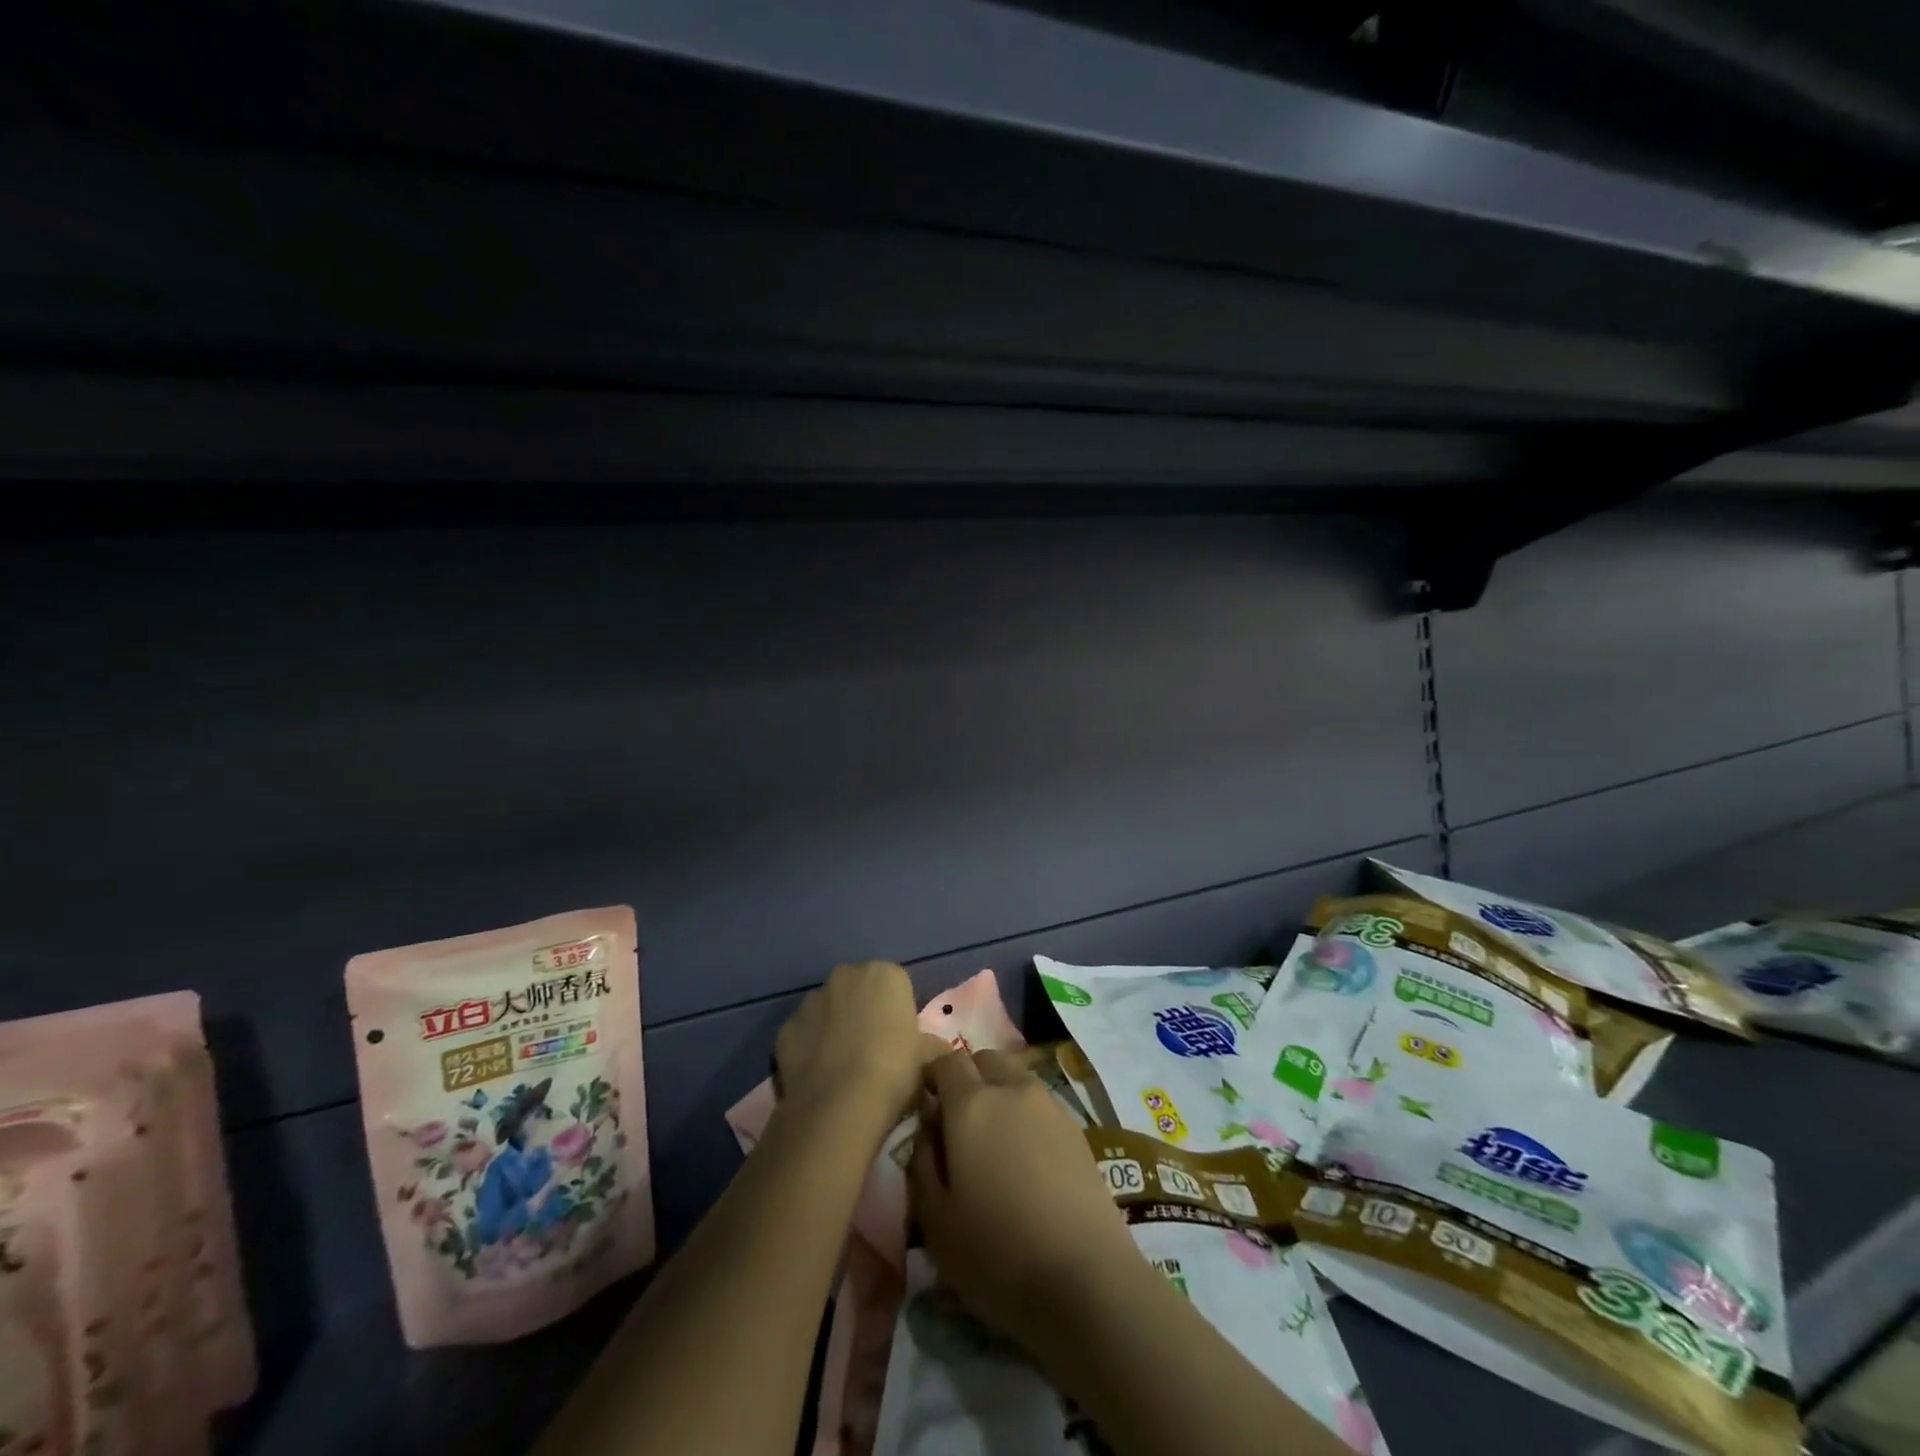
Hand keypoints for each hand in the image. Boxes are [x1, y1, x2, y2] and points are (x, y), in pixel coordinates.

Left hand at [774, 961, 934, 1123]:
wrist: (839, 1105)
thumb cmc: (893, 1072)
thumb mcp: (925, 1060)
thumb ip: (930, 1046)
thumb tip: (937, 1050)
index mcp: (886, 974)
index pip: (895, 986)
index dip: (897, 1014)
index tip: (899, 1041)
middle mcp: (846, 975)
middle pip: (859, 990)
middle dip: (863, 1012)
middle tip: (872, 1051)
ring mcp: (811, 999)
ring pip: (827, 1008)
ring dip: (834, 1027)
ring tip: (842, 1068)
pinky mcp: (785, 1027)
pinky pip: (803, 1033)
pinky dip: (809, 1048)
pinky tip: (818, 1076)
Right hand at [909, 1050, 1140, 1345]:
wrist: (1086, 1280)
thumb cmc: (998, 1254)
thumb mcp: (936, 1220)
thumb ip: (922, 1162)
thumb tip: (927, 1128)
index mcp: (971, 1104)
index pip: (947, 1061)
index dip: (932, 1075)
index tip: (925, 1102)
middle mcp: (1011, 1089)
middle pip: (984, 1060)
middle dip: (967, 1078)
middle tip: (958, 1122)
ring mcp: (1049, 1105)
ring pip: (1015, 1077)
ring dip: (999, 1092)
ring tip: (994, 1141)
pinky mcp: (1077, 1129)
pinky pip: (1040, 1102)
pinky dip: (1025, 1114)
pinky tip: (1025, 1158)